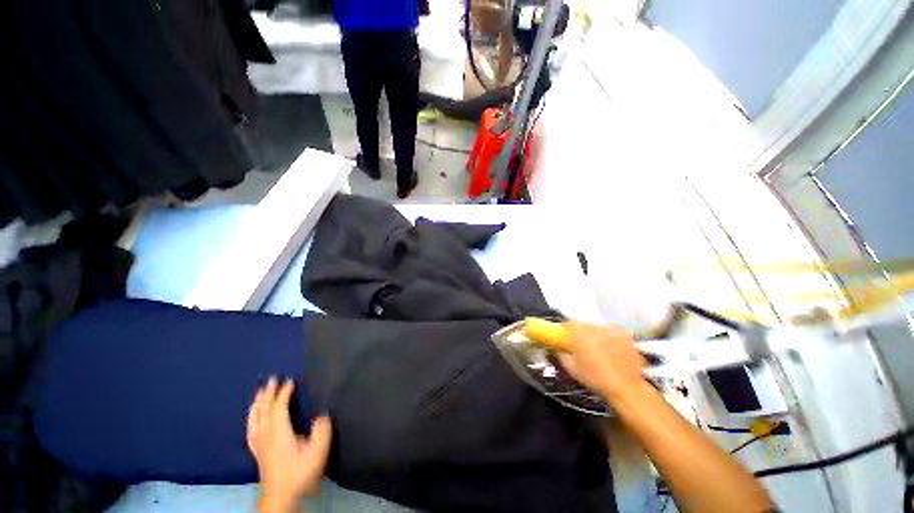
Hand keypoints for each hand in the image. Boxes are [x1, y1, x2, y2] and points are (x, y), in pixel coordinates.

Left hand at [247, 377, 331, 510]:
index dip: (284, 393)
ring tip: (260, 393)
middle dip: (267, 394)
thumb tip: (322, 414)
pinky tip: (252, 417)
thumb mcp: (317, 451)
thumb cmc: (300, 473)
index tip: (290, 381)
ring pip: (254, 419)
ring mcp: (259, 444)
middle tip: (271, 379)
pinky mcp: (257, 452)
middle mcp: (266, 435)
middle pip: (263, 410)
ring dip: (257, 404)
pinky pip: (250, 430)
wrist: (281, 497)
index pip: (278, 408)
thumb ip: (321, 430)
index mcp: (279, 432)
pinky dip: (251, 419)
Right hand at [558, 321, 647, 401]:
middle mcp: (595, 327)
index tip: (565, 338)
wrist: (626, 388)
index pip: (568, 323)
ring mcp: (612, 330)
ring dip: (596, 336)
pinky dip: (610, 340)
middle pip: (584, 325)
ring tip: (599, 351)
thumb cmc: (595, 378)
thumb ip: (561, 354)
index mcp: (580, 333)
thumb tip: (557, 348)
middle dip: (581, 333)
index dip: (565, 330)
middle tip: (582, 347)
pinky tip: (613, 353)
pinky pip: (613, 334)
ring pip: (599, 329)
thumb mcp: (571, 368)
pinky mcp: (626, 336)